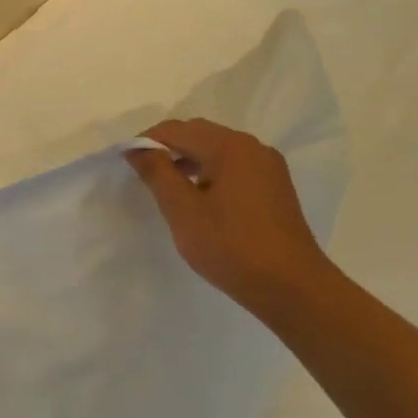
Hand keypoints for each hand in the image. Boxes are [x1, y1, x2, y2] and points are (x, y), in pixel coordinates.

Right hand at [125, 118, 334, 313]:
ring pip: (216, 149)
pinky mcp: (273, 187)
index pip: (176, 130)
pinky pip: (232, 165)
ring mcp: (267, 167)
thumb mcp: (183, 210)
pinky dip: (208, 171)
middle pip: (198, 133)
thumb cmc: (231, 247)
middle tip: (143, 174)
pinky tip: (198, 197)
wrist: (292, 288)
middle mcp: (252, 148)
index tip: (125, 162)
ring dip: (187, 159)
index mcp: (230, 147)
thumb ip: (157, 173)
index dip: (146, 141)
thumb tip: (137, 148)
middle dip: (167, 147)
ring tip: (167, 187)